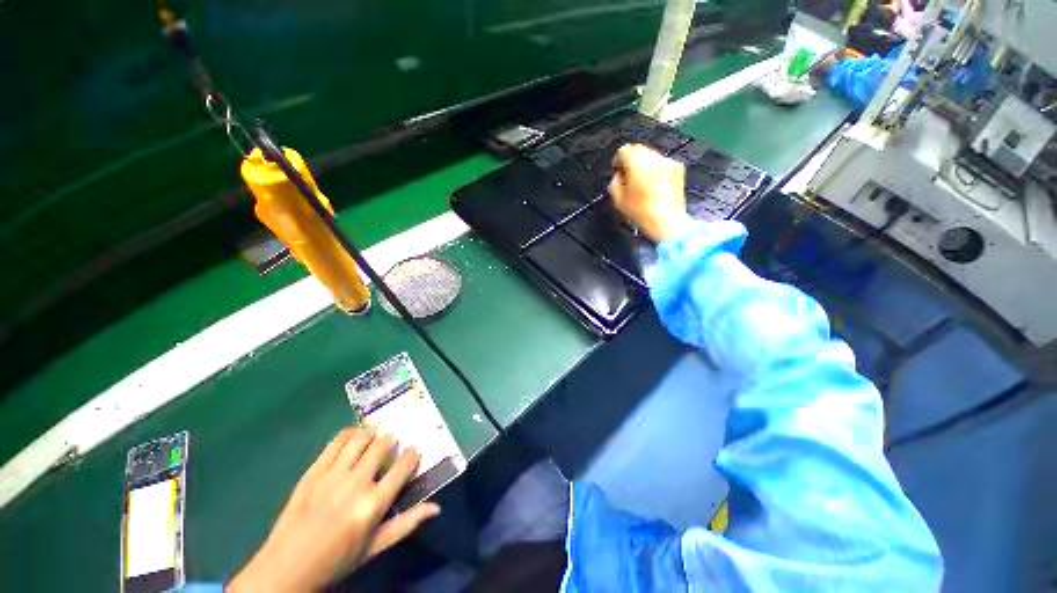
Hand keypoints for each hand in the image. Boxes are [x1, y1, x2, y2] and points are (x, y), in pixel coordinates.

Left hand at [227, 429, 440, 592]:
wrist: (286, 568)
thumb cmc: (336, 561)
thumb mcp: (375, 547)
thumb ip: (406, 524)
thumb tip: (436, 508)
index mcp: (373, 504)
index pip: (403, 467)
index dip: (412, 455)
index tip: (414, 451)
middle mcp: (356, 484)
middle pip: (381, 446)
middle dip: (391, 440)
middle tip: (392, 442)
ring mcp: (332, 475)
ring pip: (360, 438)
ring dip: (371, 433)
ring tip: (375, 435)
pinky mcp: (313, 471)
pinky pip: (335, 442)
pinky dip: (349, 434)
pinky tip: (353, 436)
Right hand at [608, 144, 691, 243]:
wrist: (667, 221)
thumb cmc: (641, 213)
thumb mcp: (618, 200)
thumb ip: (614, 182)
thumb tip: (619, 175)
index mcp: (637, 164)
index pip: (624, 150)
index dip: (618, 159)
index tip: (617, 168)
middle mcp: (654, 159)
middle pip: (638, 149)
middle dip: (631, 160)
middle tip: (628, 175)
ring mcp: (668, 162)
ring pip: (651, 155)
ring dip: (644, 164)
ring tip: (641, 182)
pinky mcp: (678, 168)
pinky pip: (662, 163)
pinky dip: (656, 169)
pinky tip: (654, 185)